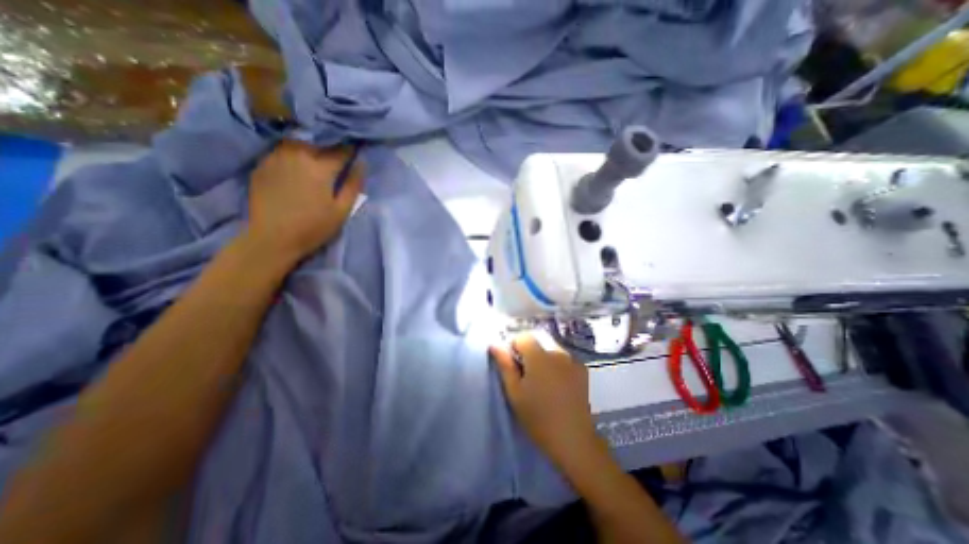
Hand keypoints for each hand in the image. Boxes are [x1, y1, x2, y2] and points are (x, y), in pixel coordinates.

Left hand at [246, 139, 363, 263]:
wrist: (272, 238)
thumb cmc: (314, 227)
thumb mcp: (342, 210)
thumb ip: (353, 185)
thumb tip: (362, 163)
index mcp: (320, 168)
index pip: (341, 150)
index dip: (351, 148)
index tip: (358, 147)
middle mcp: (297, 155)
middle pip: (318, 141)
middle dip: (331, 143)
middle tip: (338, 150)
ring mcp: (276, 157)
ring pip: (298, 141)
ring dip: (311, 144)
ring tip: (317, 153)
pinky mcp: (262, 163)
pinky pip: (282, 149)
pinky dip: (293, 151)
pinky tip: (297, 162)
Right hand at [493, 335, 603, 475]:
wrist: (573, 439)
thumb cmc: (538, 417)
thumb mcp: (515, 392)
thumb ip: (505, 365)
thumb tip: (495, 344)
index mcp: (539, 356)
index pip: (523, 337)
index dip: (514, 347)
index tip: (513, 365)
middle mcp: (558, 352)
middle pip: (538, 342)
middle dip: (529, 353)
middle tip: (527, 377)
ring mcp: (573, 360)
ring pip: (551, 349)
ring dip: (543, 358)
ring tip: (543, 382)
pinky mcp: (582, 370)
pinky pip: (564, 359)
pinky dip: (557, 365)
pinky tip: (558, 385)